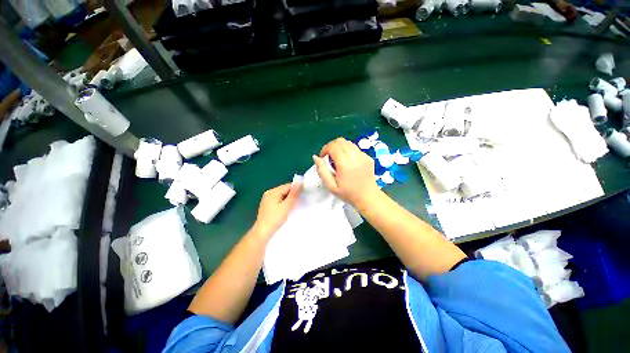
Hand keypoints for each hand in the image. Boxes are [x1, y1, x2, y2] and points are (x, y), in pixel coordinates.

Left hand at [252, 182, 301, 238]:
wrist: (263, 233)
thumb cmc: (275, 218)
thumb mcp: (287, 206)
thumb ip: (294, 194)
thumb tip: (300, 183)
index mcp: (273, 191)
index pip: (288, 186)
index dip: (296, 189)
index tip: (304, 195)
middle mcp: (269, 193)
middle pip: (285, 190)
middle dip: (292, 194)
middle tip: (300, 201)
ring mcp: (267, 199)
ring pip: (282, 195)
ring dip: (289, 199)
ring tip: (294, 206)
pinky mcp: (267, 205)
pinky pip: (278, 200)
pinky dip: (284, 203)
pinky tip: (287, 209)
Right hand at [313, 137, 378, 206]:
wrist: (368, 197)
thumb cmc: (347, 193)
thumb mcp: (330, 186)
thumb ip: (322, 171)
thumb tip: (315, 157)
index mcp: (345, 164)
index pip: (333, 146)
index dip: (325, 149)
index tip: (323, 157)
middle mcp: (355, 157)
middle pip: (340, 141)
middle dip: (332, 146)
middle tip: (330, 157)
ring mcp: (363, 156)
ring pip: (348, 143)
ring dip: (340, 148)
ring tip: (338, 159)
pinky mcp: (368, 157)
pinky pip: (355, 148)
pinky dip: (348, 151)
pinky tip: (348, 162)